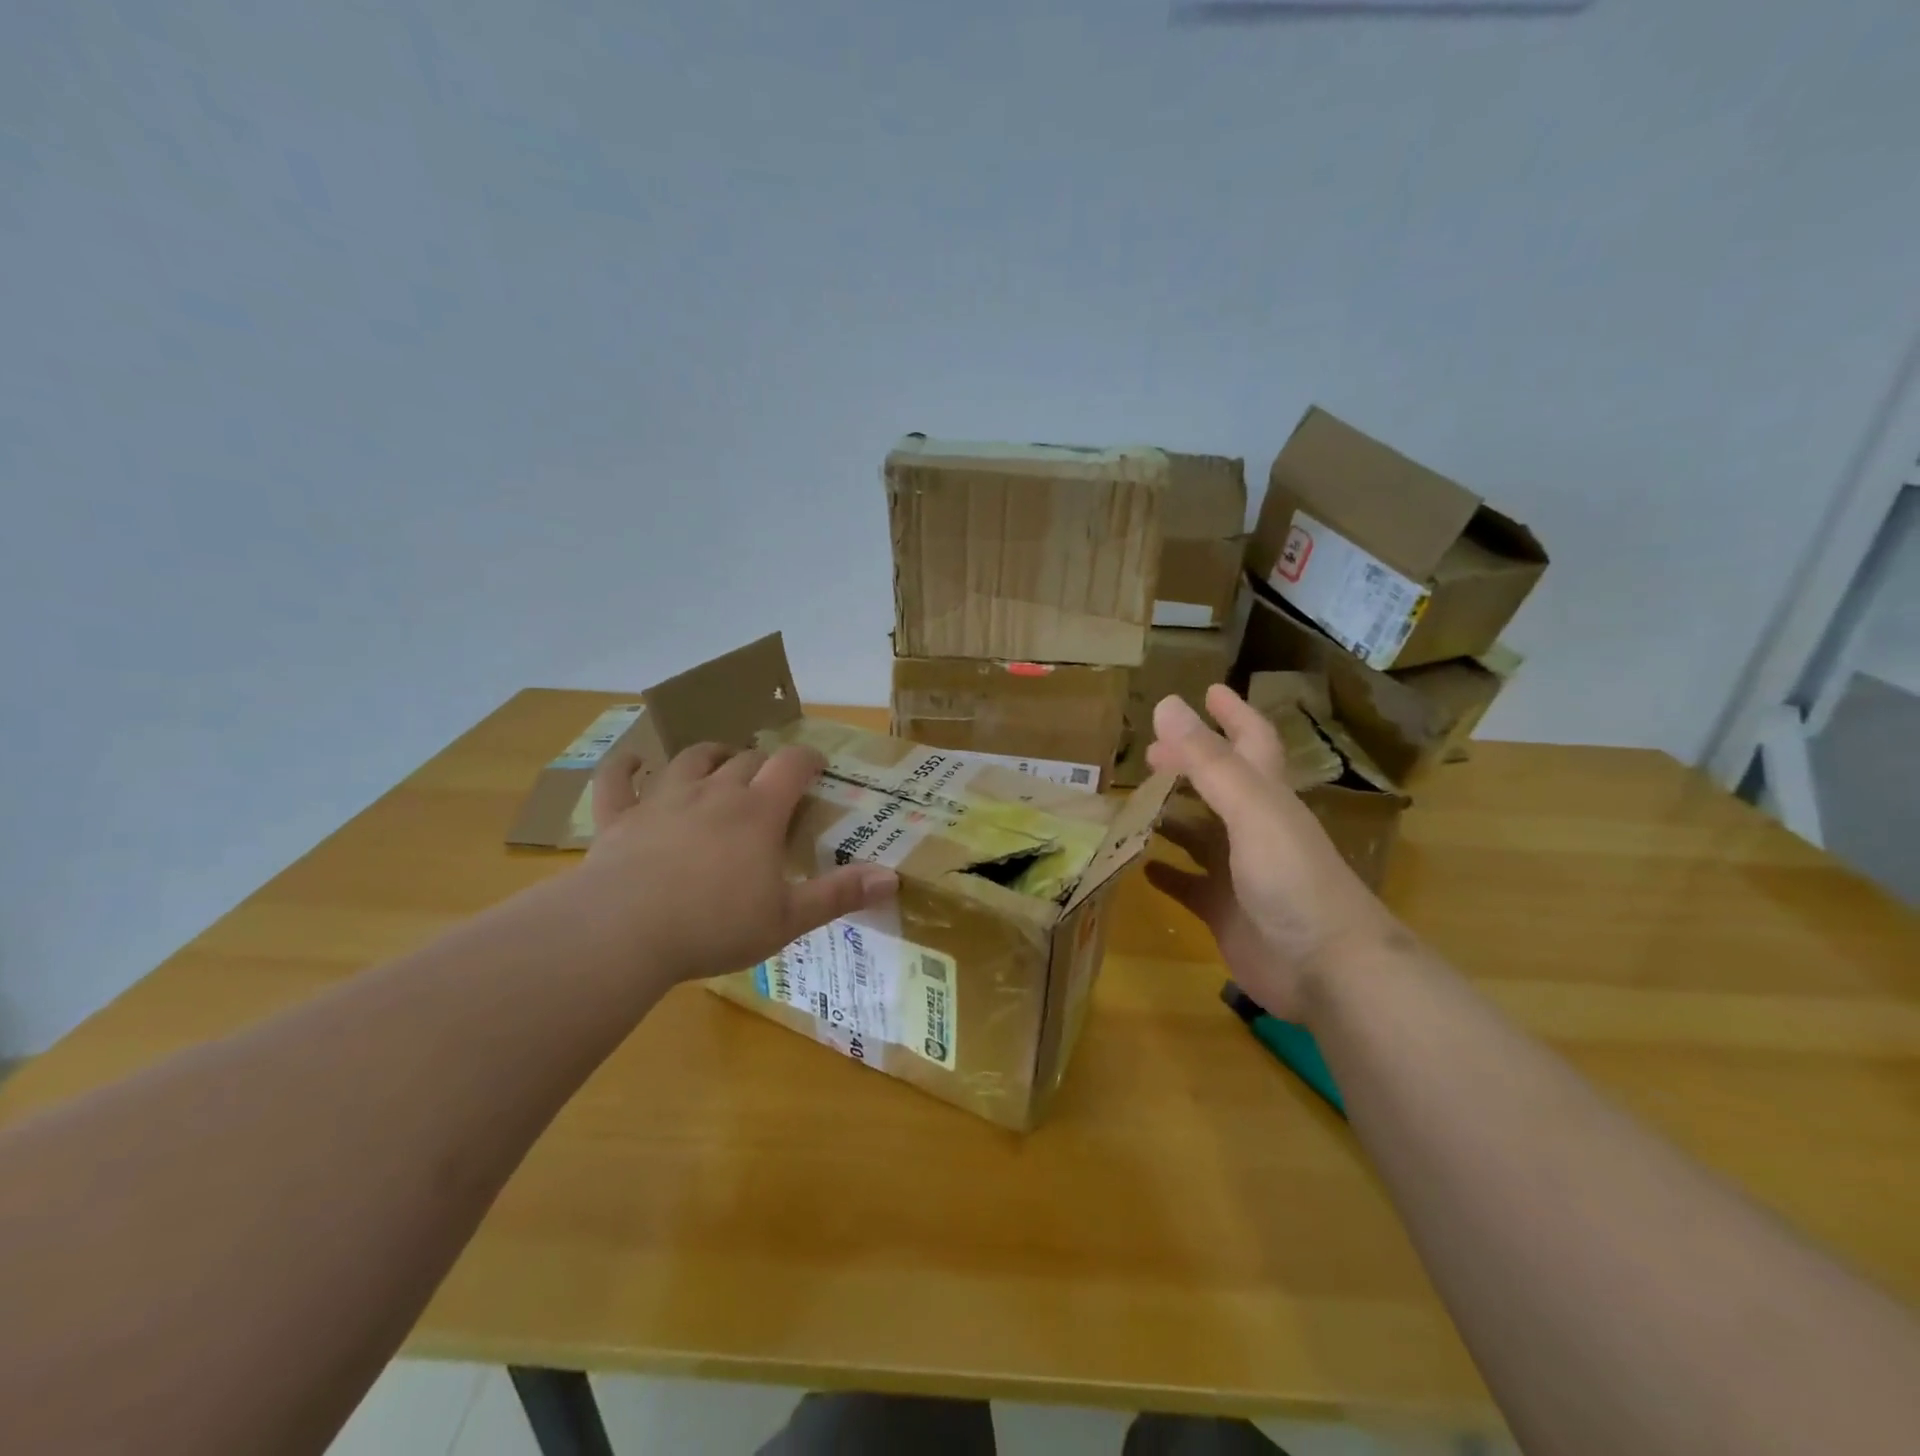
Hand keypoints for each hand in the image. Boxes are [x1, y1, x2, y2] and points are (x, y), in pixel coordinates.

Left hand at [578, 740, 898, 983]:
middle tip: (769, 780)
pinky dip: (626, 766)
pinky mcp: (618, 817)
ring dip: (709, 755)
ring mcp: (662, 800)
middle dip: (762, 763)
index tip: (816, 766)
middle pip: (744, 759)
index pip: (791, 765)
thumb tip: (894, 878)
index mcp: (757, 812)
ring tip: (718, 761)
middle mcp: (713, 792)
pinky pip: (618, 779)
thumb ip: (840, 894)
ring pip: (689, 759)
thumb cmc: (714, 926)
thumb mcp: (788, 918)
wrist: (623, 932)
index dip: (807, 759)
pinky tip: (633, 761)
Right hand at [1144, 685, 1404, 1019]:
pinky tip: (1140, 866)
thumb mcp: (1250, 808)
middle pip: (1219, 786)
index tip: (1208, 690)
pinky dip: (1166, 874)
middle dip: (1188, 764)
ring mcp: (1238, 872)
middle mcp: (1254, 828)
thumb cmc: (1292, 879)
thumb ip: (1208, 760)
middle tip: (1150, 752)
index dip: (1233, 714)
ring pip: (1199, 834)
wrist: (1328, 969)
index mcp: (1267, 796)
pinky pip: (1188, 885)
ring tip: (1132, 802)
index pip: (1251, 741)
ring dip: (1170, 817)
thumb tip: (1167, 704)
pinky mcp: (1223, 911)